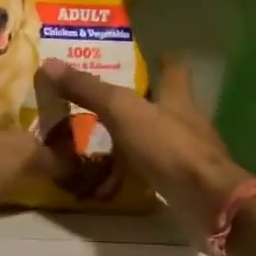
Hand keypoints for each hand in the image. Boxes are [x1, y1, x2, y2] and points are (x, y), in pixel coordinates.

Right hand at [38, 57, 253, 243]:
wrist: (207, 201)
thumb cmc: (168, 146)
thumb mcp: (123, 111)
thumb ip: (89, 89)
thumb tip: (49, 63)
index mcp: (177, 97)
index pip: (173, 69)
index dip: (163, 60)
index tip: (152, 54)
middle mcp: (186, 121)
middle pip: (163, 104)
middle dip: (139, 101)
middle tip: (106, 100)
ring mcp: (187, 153)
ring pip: (156, 138)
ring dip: (133, 139)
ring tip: (100, 140)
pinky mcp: (183, 182)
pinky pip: (153, 171)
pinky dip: (134, 173)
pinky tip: (113, 180)